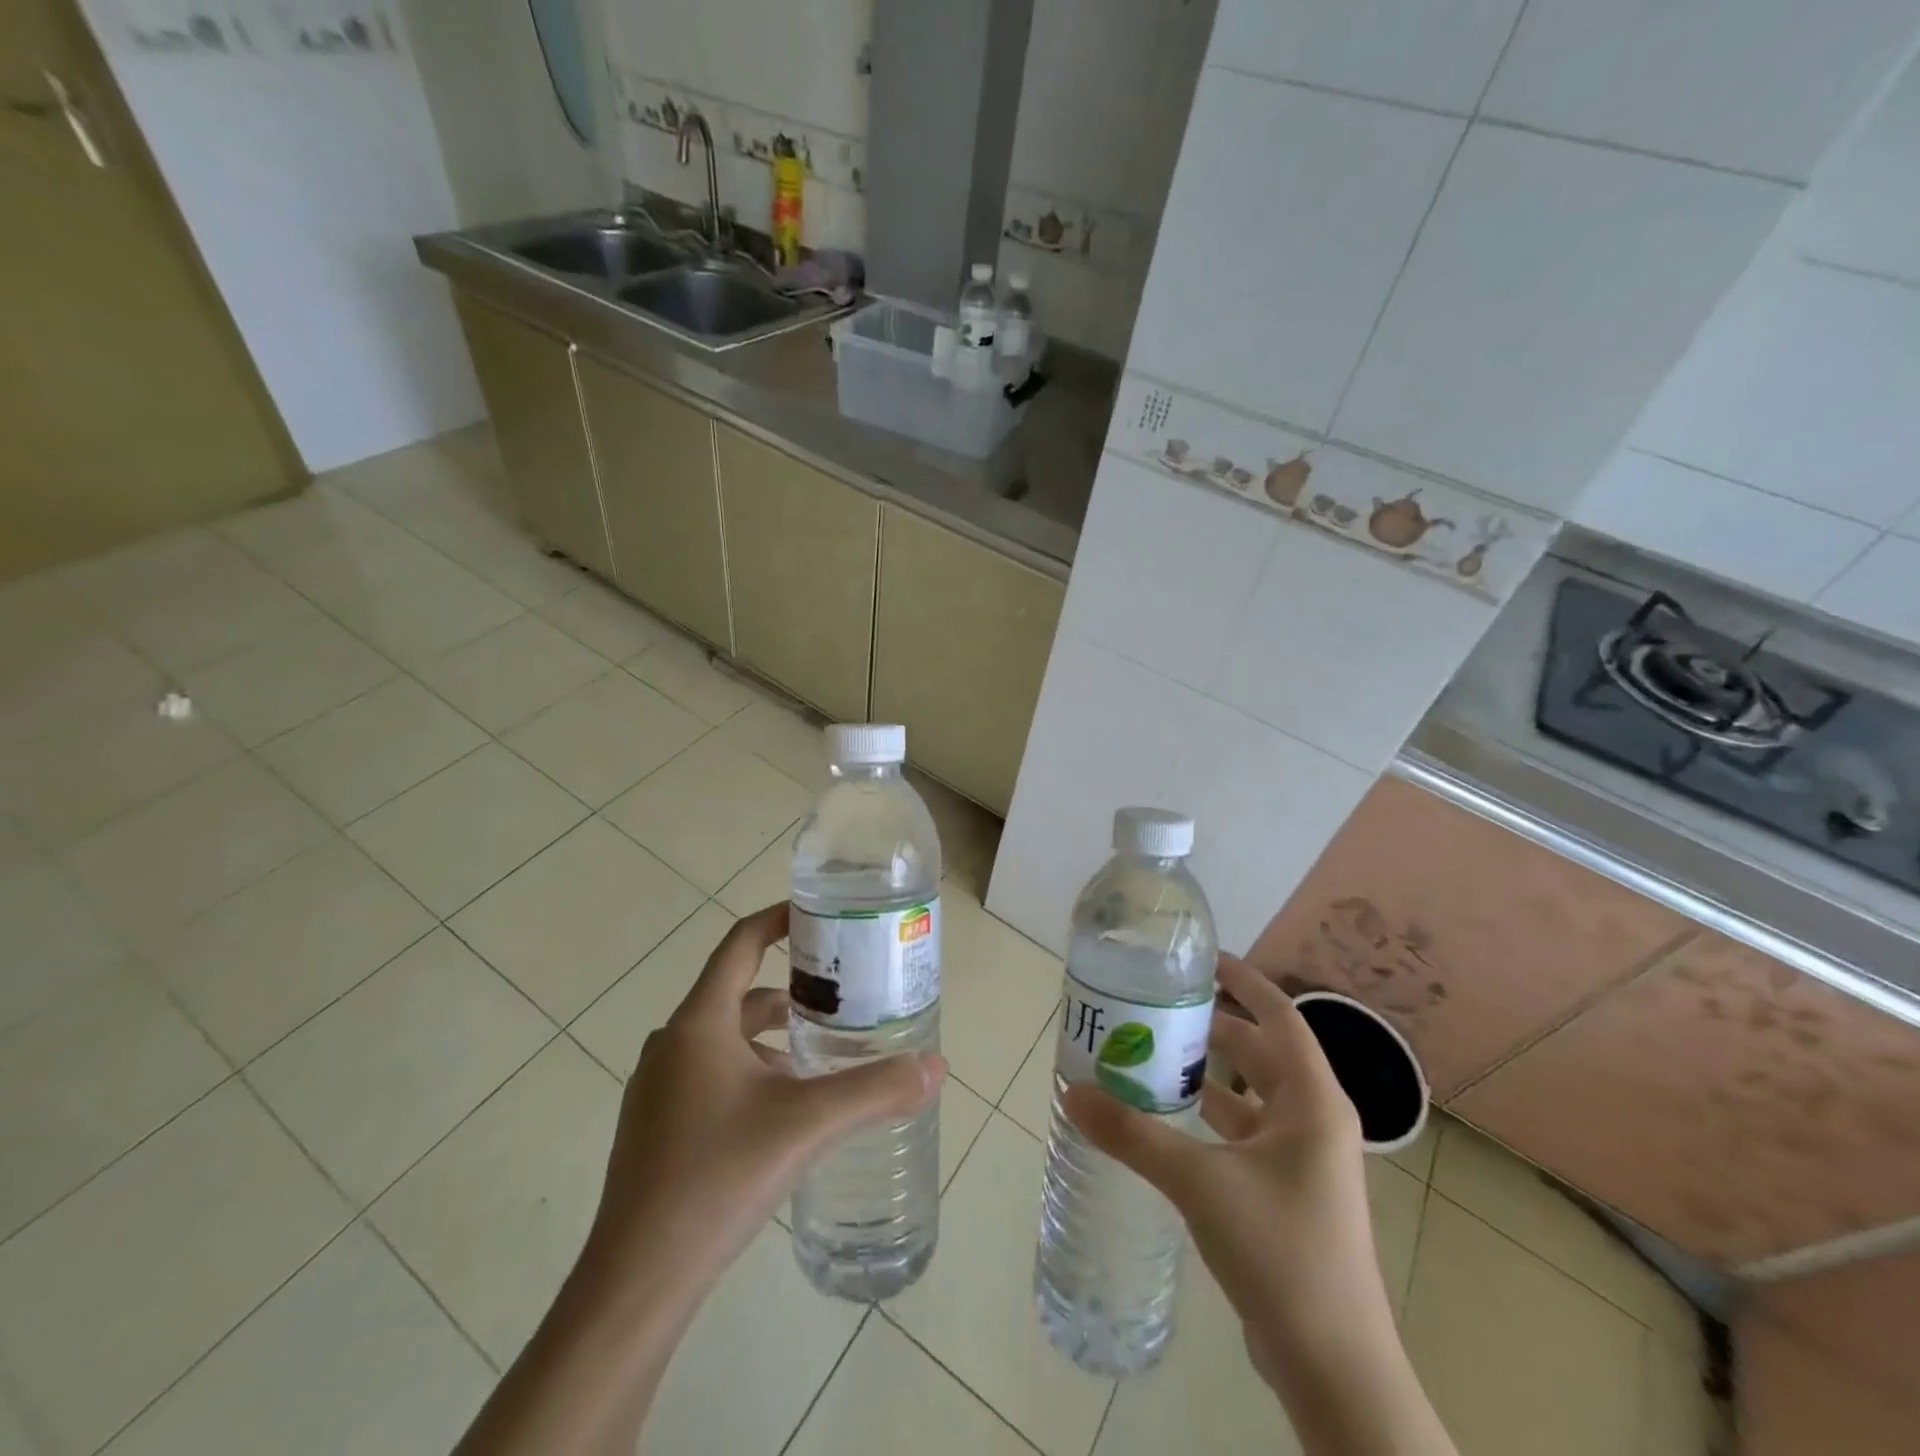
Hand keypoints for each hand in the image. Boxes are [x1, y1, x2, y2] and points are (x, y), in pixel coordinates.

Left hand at [454, 905, 944, 1455]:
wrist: (635, 1283)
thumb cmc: (717, 1179)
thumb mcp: (805, 1125)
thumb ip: (873, 1091)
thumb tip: (935, 1067)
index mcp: (699, 1023)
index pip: (740, 944)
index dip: (778, 920)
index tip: (820, 916)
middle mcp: (672, 1044)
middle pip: (739, 994)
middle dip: (792, 992)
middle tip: (843, 998)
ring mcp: (658, 1088)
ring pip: (726, 1039)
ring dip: (773, 1038)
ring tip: (823, 1057)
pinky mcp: (656, 1127)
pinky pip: (711, 1075)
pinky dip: (751, 1072)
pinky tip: (784, 1112)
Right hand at [1062, 954, 1390, 1391]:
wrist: (1334, 1368)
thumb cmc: (1281, 1252)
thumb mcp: (1200, 1183)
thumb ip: (1133, 1135)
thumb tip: (1072, 1092)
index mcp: (1313, 1101)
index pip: (1279, 1016)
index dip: (1244, 981)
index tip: (1200, 959)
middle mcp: (1314, 1120)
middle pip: (1260, 1052)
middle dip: (1212, 1027)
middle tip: (1158, 1008)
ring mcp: (1303, 1160)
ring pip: (1250, 1095)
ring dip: (1207, 1074)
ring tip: (1153, 1055)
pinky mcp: (1287, 1193)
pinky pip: (1244, 1133)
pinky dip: (1209, 1117)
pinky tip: (1169, 1120)